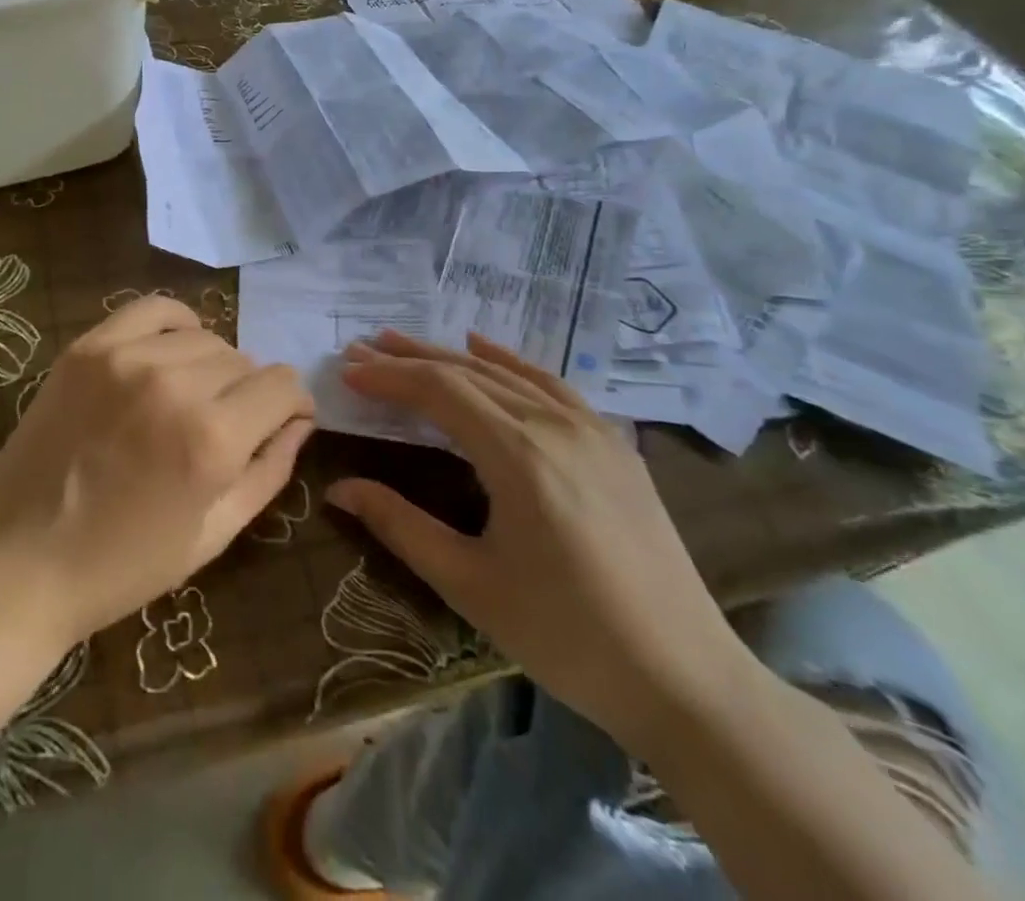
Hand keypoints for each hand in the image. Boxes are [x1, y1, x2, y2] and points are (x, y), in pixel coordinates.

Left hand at [0, 296, 313, 647]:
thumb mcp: (215, 535)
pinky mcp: (89, 347)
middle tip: (222, 426)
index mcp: (213, 441)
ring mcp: (127, 358)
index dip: (291, 405)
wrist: (21, 560)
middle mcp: (176, 386)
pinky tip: (168, 352)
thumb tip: (300, 421)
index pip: (283, 385)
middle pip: (244, 361)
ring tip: (188, 397)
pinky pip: (153, 309)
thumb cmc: (124, 565)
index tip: (281, 421)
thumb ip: (269, 470)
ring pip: (204, 337)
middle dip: (247, 394)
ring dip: (210, 366)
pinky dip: (174, 325)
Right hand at [329, 330, 752, 756]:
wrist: (686, 679)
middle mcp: (555, 425)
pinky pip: (550, 384)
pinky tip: (483, 349)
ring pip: (506, 373)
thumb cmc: (567, 636)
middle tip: (361, 347)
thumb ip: (399, 525)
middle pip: (468, 373)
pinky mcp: (614, 444)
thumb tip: (338, 488)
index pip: (439, 391)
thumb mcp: (469, 584)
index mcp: (519, 455)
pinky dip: (508, 361)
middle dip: (409, 358)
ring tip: (404, 344)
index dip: (389, 377)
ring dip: (449, 355)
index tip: (347, 371)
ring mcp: (592, 429)